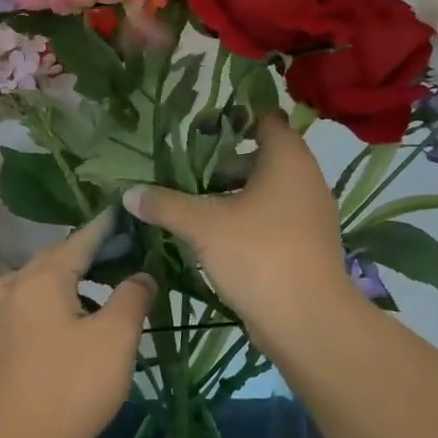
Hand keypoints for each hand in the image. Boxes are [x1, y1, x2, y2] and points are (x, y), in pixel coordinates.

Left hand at [0, 214, 156, 437]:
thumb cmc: (77, 382)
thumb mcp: (118, 334)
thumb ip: (132, 296)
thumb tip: (141, 274)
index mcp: (45, 279)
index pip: (79, 242)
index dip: (102, 228)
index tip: (120, 214)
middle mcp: (16, 292)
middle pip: (48, 260)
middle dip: (77, 252)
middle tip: (109, 252)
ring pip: (19, 286)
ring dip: (43, 279)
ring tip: (68, 285)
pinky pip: (1, 325)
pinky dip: (13, 319)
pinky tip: (20, 330)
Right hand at [123, 112, 354, 348]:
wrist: (307, 320)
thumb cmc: (258, 254)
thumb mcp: (203, 225)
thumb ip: (166, 204)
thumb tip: (129, 193)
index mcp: (287, 159)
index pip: (265, 118)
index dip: (234, 116)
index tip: (200, 123)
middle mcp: (305, 179)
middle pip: (262, 156)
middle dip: (224, 160)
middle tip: (186, 166)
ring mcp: (309, 213)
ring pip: (266, 190)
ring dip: (232, 192)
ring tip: (193, 201)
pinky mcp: (305, 244)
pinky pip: (272, 217)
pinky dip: (246, 217)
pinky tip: (215, 234)